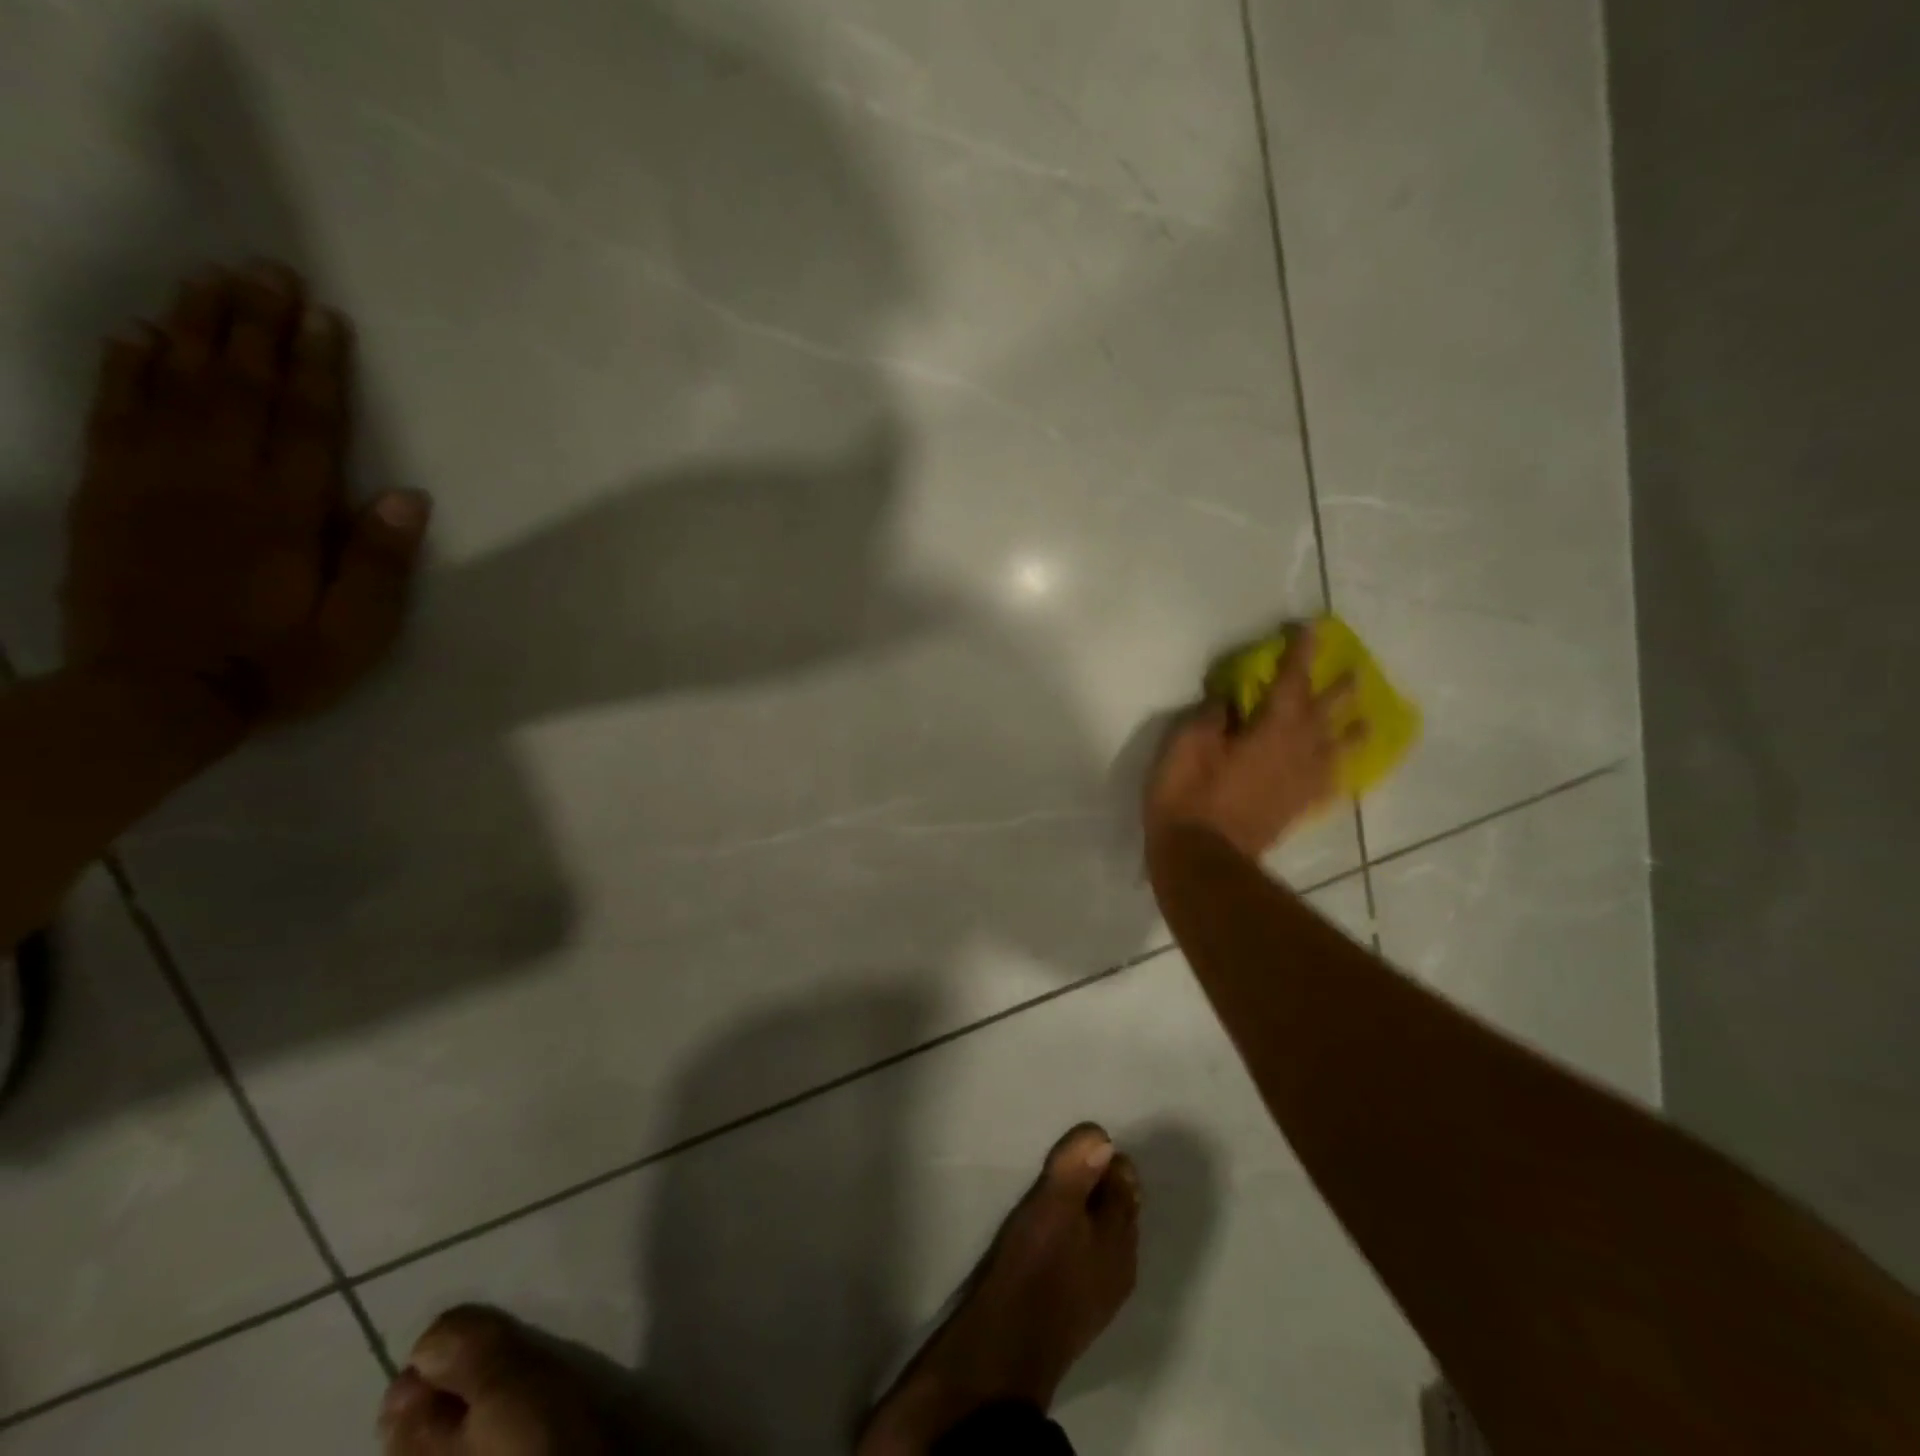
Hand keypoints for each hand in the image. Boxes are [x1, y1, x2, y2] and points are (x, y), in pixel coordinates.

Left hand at [61, 261, 429, 726]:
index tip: (325, 317)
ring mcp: (152, 478)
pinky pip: (112, 411)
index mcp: (285, 514)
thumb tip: (409, 497)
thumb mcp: (355, 632)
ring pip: (174, 385)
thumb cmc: (277, 664)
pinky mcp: (105, 490)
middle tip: (267, 269)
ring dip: (195, 328)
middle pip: (239, 386)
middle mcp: (217, 480)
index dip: (318, 367)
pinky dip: (124, 367)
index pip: (307, 423)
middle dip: (256, 325)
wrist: (155, 695)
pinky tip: (138, 333)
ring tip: (211, 279)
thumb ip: (381, 564)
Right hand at [1144, 626, 1361, 858]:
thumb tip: (1228, 700)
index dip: (1300, 653)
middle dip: (1338, 689)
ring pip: (1335, 750)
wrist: (1201, 858)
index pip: (1290, 681)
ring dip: (1351, 731)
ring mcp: (1300, 784)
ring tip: (1365, 721)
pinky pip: (1327, 785)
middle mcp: (1297, 752)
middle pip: (1325, 713)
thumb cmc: (1188, 796)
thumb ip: (1211, 717)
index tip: (1312, 628)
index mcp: (1271, 730)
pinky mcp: (1296, 809)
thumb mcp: (1187, 746)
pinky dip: (1337, 773)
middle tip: (1355, 670)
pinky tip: (1339, 772)